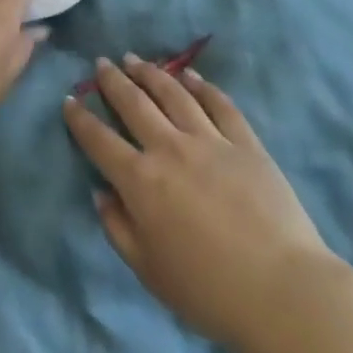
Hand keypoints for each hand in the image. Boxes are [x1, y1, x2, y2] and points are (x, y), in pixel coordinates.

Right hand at [63, 56, 332, 350]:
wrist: (282, 291)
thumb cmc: (208, 291)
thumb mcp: (149, 271)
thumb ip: (118, 228)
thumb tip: (101, 193)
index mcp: (140, 181)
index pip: (99, 140)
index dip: (80, 118)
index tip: (69, 100)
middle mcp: (169, 148)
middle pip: (134, 104)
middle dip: (113, 81)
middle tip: (101, 63)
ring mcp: (210, 140)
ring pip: (173, 94)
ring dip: (151, 74)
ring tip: (136, 60)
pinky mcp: (245, 143)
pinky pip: (220, 105)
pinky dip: (202, 86)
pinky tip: (190, 76)